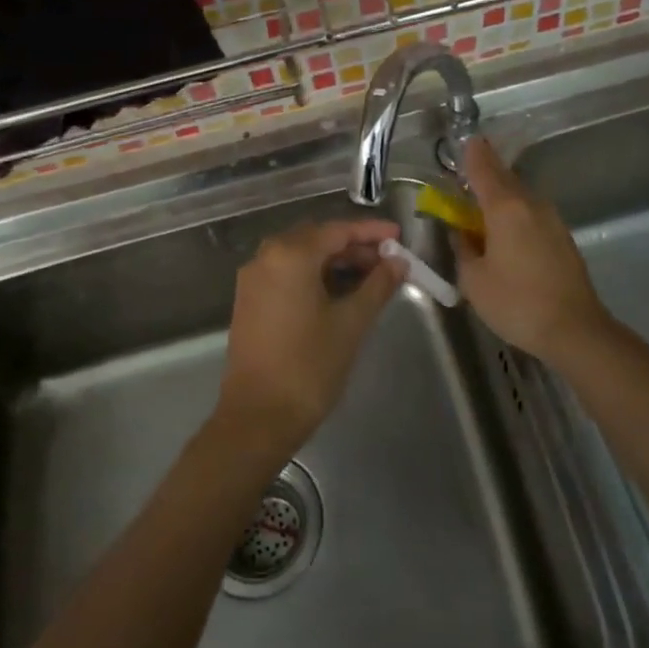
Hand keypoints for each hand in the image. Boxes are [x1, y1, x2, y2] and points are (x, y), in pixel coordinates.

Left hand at [216, 218, 405, 459]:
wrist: (258, 417)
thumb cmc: (309, 366)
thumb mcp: (351, 323)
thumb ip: (377, 285)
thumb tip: (398, 262)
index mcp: (290, 255)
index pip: (338, 231)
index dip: (371, 232)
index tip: (398, 236)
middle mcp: (266, 257)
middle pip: (317, 239)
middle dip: (354, 247)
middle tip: (389, 261)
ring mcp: (254, 279)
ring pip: (301, 257)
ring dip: (335, 262)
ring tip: (371, 278)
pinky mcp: (250, 300)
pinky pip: (287, 274)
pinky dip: (314, 276)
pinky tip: (340, 292)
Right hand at [453, 138, 617, 365]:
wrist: (575, 329)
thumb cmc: (516, 302)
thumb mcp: (474, 280)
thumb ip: (463, 250)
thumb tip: (464, 234)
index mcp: (505, 207)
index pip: (483, 168)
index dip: (471, 154)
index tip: (464, 140)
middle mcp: (530, 204)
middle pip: (504, 178)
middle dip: (485, 173)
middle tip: (465, 176)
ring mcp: (551, 219)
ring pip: (520, 196)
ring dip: (500, 196)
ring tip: (482, 209)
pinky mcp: (562, 237)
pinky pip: (531, 214)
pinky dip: (515, 214)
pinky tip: (506, 233)